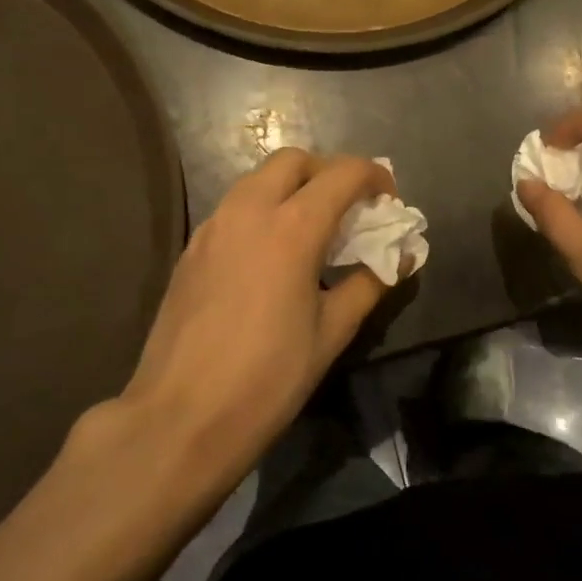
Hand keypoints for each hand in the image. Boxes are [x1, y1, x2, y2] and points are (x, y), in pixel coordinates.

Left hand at [118, 150, 393, 476]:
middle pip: (293, 160)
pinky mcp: (191, 249)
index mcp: (291, 228)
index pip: (342, 174)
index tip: (389, 201)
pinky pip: (234, 207)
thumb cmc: (267, 379)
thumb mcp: (331, 333)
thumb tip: (401, 256)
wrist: (180, 419)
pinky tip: (272, 253)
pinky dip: (263, 208)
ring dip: (293, 187)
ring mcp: (212, 227)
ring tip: (314, 229)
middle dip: (328, 171)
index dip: (374, 177)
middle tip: (350, 208)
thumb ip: (369, 283)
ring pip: (257, 179)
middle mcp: (248, 211)